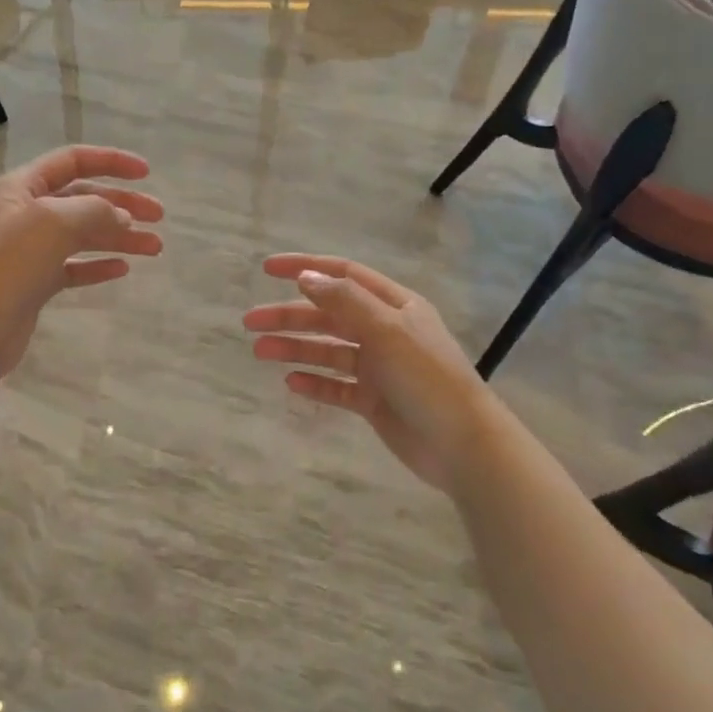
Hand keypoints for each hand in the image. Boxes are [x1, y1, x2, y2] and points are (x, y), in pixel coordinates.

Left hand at [0, 145, 163, 375]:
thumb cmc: (11, 262)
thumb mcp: (54, 221)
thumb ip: (95, 211)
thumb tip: (121, 216)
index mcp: (23, 187)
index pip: (73, 161)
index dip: (111, 162)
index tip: (146, 173)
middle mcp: (26, 213)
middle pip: (83, 199)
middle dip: (123, 204)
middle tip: (159, 216)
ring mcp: (30, 250)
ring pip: (84, 235)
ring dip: (120, 236)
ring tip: (155, 247)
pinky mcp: (35, 284)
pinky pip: (74, 267)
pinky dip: (99, 265)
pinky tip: (123, 268)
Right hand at [243, 254, 491, 495]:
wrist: (461, 444)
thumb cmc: (426, 377)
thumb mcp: (386, 330)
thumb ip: (344, 301)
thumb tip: (306, 277)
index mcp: (394, 306)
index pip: (343, 276)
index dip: (306, 268)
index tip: (267, 269)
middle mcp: (385, 331)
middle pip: (329, 316)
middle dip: (289, 316)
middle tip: (250, 322)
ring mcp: (379, 368)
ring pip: (328, 351)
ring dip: (295, 348)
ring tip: (260, 352)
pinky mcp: (374, 401)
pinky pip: (337, 386)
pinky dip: (315, 383)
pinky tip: (291, 383)